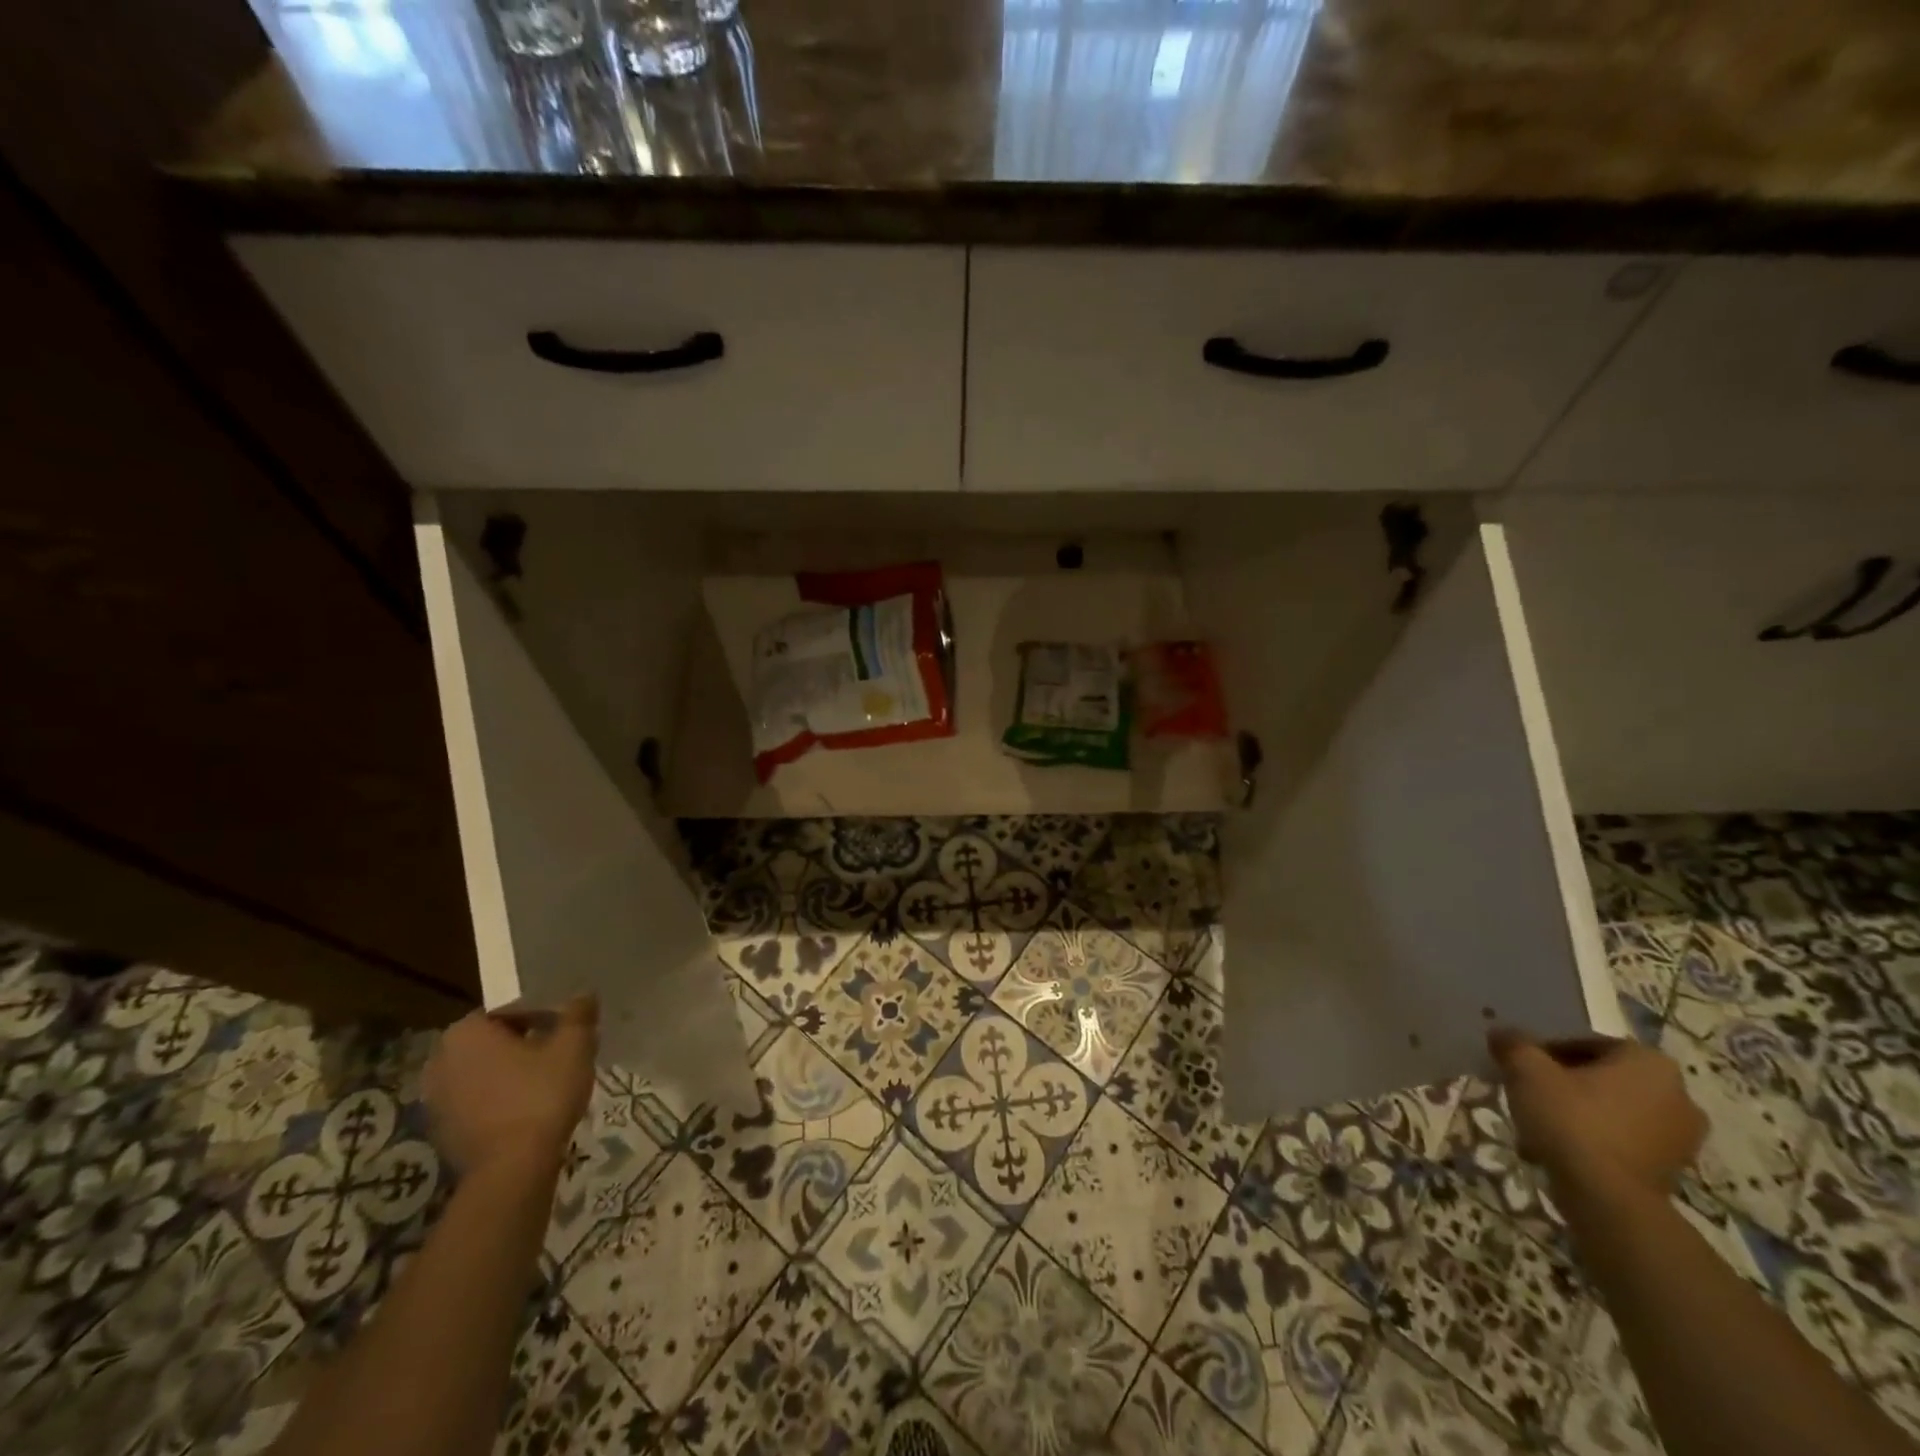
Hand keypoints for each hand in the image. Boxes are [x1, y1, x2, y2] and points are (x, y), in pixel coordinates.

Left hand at [424, 995, 598, 1177]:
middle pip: (493, 1040)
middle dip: (525, 1042)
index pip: (509, 1009)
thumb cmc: (541, 1095)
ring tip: (548, 1081)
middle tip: (560, 1052)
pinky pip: (476, 1101)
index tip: (566, 1028)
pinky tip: (528, 1109)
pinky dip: (499, 1099)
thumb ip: (578, 1015)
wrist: (512, 1171)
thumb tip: (583, 996)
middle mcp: (440, 1060)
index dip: (543, 1014)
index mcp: (465, 1031)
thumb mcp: (574, 1046)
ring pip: (483, 1072)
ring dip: (510, 1072)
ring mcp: (435, 1099)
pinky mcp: (441, 1131)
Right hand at [1488, 1026, 1706, 1199]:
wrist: (1607, 1199)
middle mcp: (1679, 1095)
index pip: (1588, 1043)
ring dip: (1582, 1112)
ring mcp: (1683, 1138)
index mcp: (1650, 1062)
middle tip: (1532, 1092)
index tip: (1524, 1066)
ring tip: (1543, 1124)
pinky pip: (1626, 1141)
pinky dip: (1597, 1140)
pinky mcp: (1673, 1171)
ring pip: (1615, 1110)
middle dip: (1568, 1083)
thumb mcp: (1526, 1070)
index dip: (1549, 1051)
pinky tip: (1564, 1150)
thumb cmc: (1571, 1119)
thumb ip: (1515, 1045)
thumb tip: (1503, 1034)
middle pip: (1605, 1077)